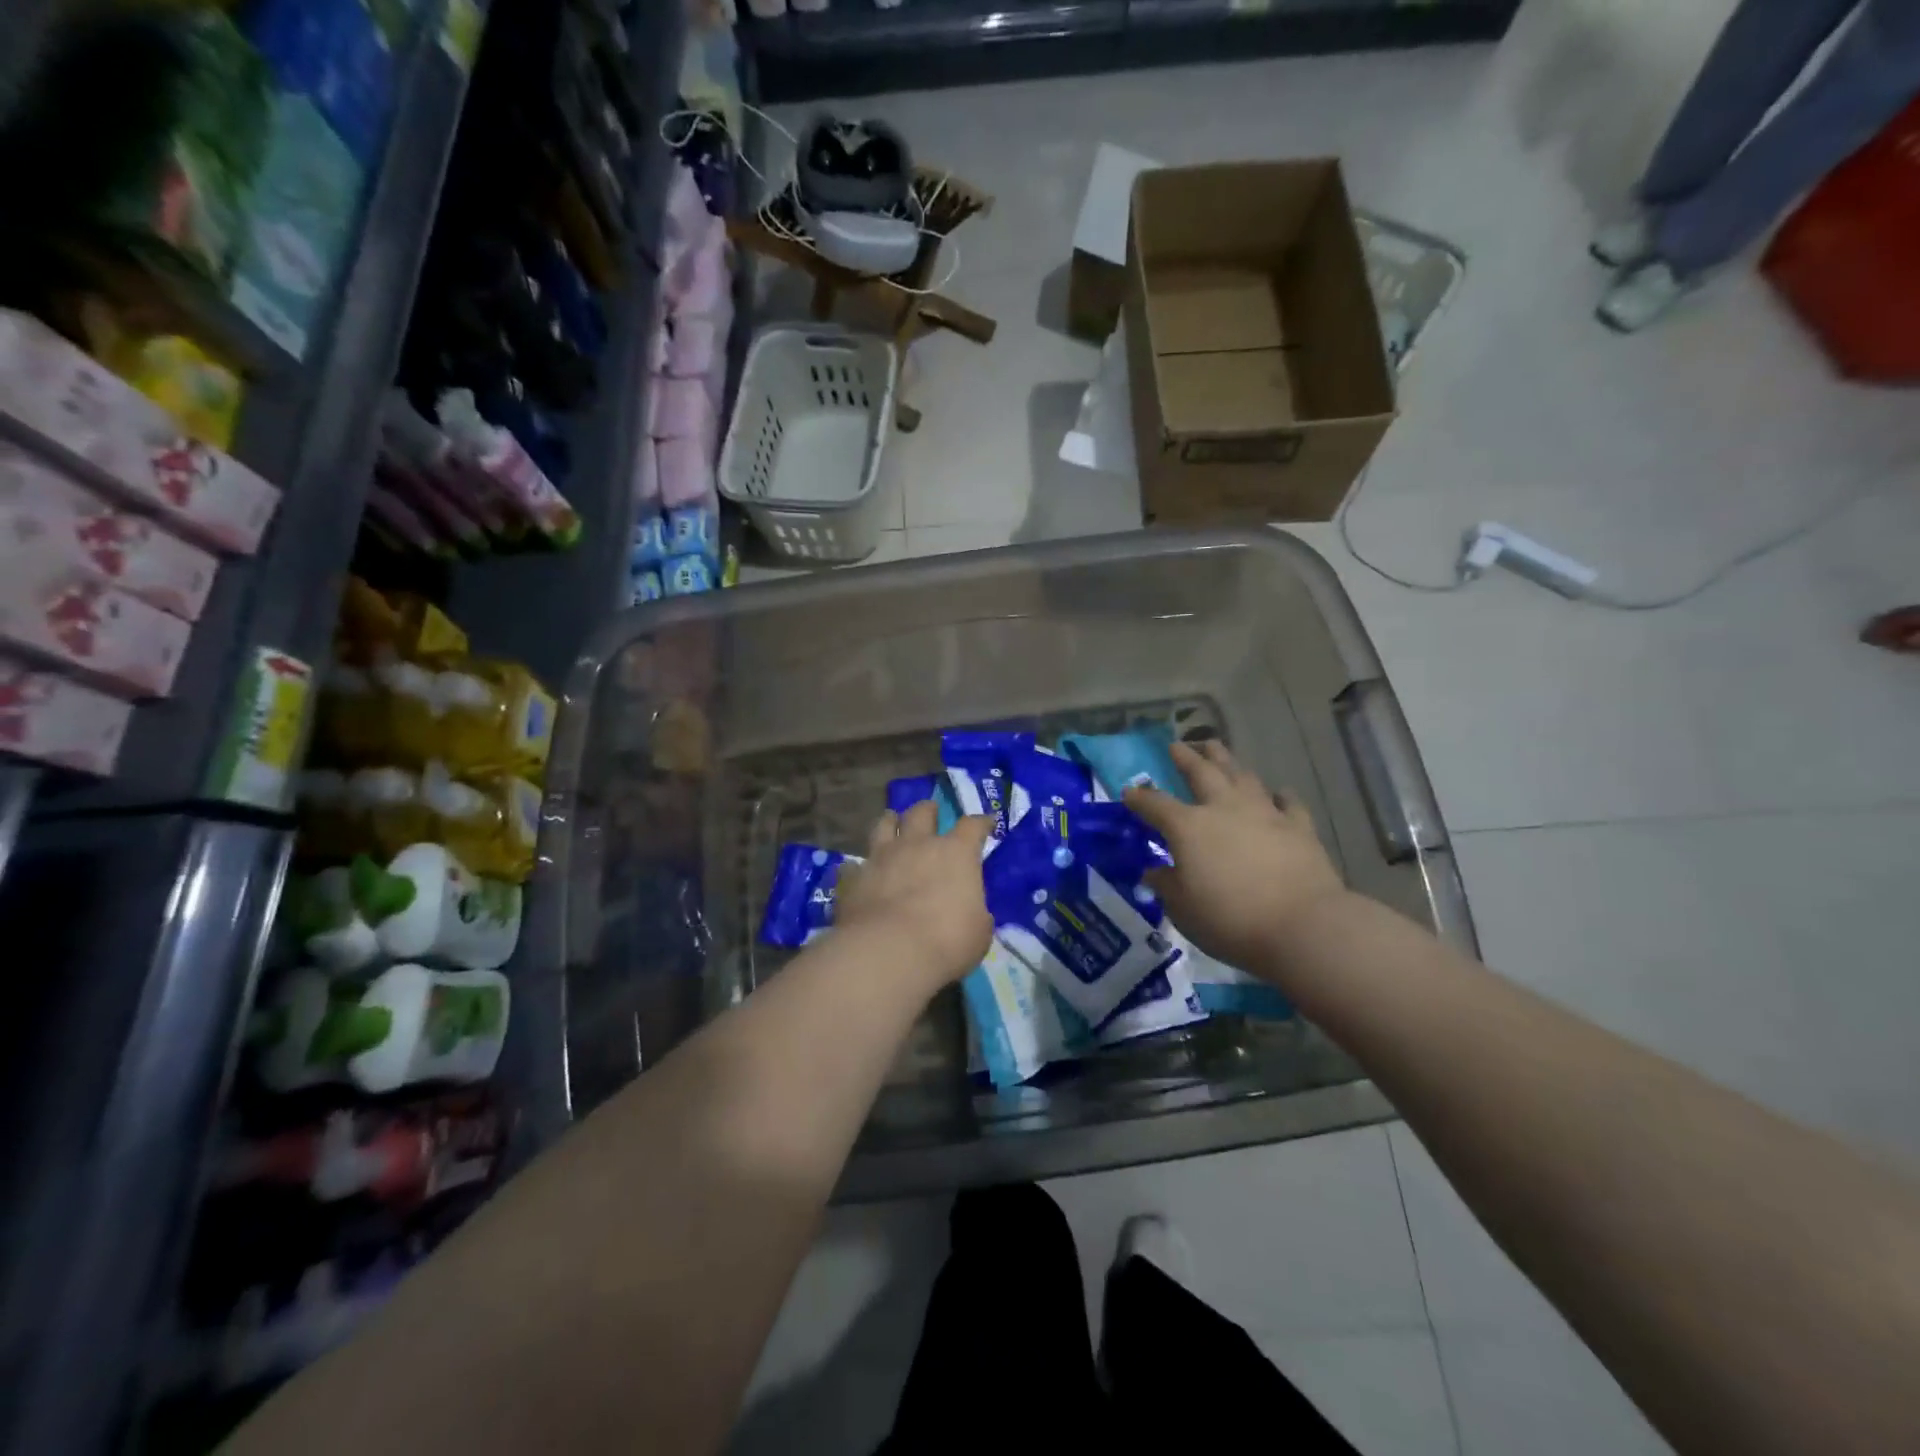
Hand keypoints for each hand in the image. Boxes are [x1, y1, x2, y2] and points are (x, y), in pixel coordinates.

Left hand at [835, 801, 995, 991]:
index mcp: (956, 853)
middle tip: (931, 812)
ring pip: (883, 825)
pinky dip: (858, 867)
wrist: (888, 952)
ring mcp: (881, 857)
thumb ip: (975, 913)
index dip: (981, 823)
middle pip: (922, 812)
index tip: (985, 824)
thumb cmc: (946, 941)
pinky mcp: (853, 878)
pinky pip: (853, 865)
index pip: (972, 826)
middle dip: (928, 810)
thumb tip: (970, 911)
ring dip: (890, 822)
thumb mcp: (978, 931)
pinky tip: (858, 873)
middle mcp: (917, 845)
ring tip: (892, 823)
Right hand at [1124, 740, 1347, 971]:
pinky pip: (1287, 802)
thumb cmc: (1230, 919)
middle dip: (1186, 757)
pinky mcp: (1298, 827)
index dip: (1139, 798)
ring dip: (1226, 761)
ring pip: (1242, 776)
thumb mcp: (1183, 909)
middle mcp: (1223, 808)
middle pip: (1201, 773)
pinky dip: (1279, 795)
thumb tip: (1153, 872)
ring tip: (1216, 749)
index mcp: (1188, 827)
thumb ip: (1166, 885)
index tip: (1129, 792)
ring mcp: (1264, 813)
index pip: (1155, 804)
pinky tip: (1278, 792)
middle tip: (1176, 745)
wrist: (1302, 925)